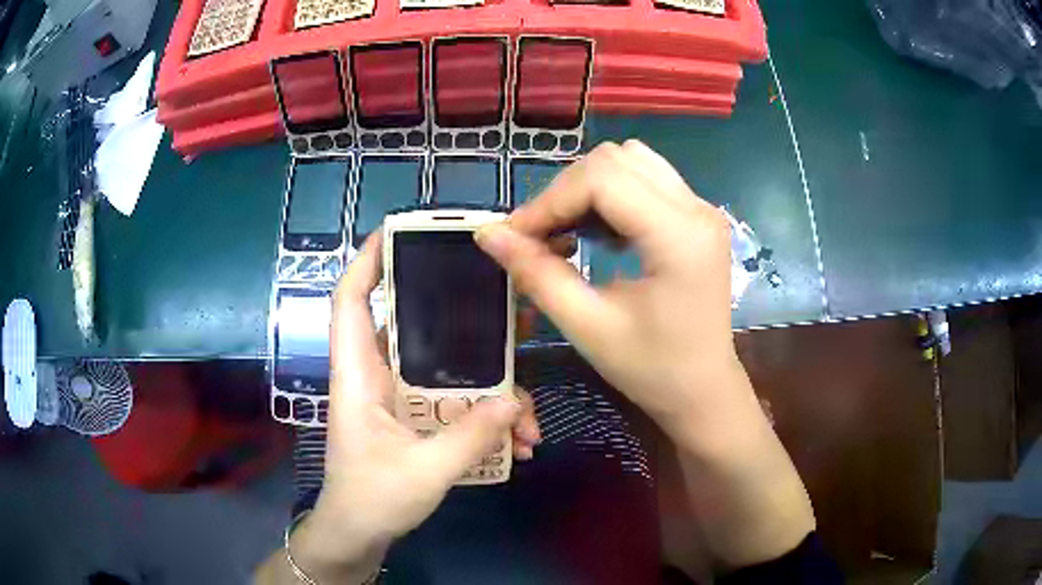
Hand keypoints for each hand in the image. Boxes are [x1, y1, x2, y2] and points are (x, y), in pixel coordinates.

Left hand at [289, 233, 540, 581]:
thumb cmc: (372, 500)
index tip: (402, 233)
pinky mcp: (416, 420)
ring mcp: (400, 399)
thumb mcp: (424, 472)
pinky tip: (517, 443)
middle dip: (463, 318)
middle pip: (416, 327)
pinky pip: (455, 404)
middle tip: (511, 315)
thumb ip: (470, 437)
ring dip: (490, 389)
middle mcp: (378, 377)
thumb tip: (514, 402)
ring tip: (528, 417)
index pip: (350, 301)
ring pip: (447, 372)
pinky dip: (485, 418)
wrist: (358, 535)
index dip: (367, 262)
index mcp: (359, 376)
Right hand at [475, 140, 742, 440]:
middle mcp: (697, 209)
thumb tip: (488, 234)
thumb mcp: (588, 327)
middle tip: (537, 237)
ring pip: (630, 161)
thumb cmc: (652, 370)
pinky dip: (610, 195)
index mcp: (679, 236)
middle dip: (565, 191)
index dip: (549, 200)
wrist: (702, 390)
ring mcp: (701, 209)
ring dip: (587, 188)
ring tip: (566, 232)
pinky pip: (646, 180)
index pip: (602, 179)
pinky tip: (597, 234)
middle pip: (615, 159)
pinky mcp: (697, 217)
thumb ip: (537, 275)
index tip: (516, 236)